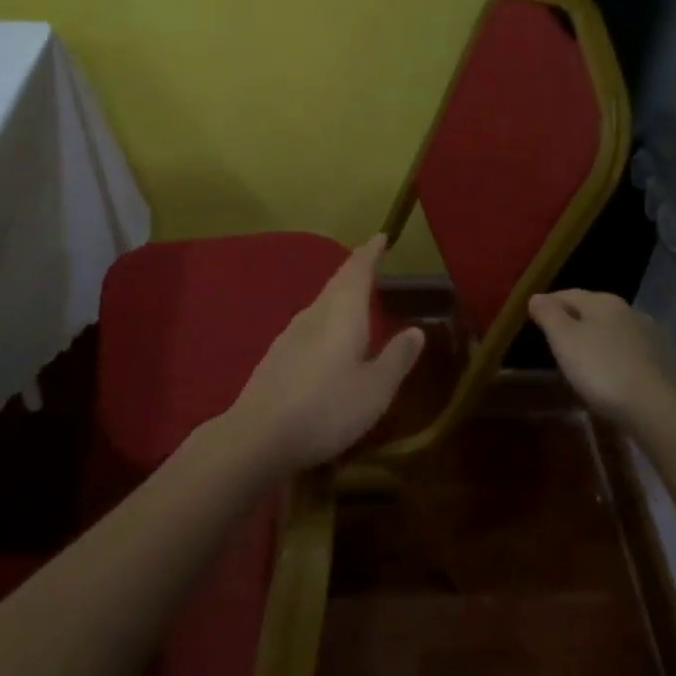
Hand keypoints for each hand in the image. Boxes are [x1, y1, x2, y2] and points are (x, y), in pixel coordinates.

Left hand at [222, 234, 425, 475]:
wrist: (257, 438)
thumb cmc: (326, 409)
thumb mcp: (375, 389)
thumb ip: (397, 358)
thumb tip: (417, 330)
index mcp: (341, 314)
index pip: (356, 271)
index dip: (370, 253)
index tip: (381, 237)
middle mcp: (314, 315)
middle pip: (336, 284)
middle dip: (356, 272)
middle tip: (373, 264)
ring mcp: (290, 335)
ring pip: (321, 305)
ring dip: (340, 297)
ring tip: (357, 301)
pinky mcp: (277, 357)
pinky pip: (310, 326)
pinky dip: (327, 321)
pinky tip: (330, 340)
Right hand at [528, 289, 675, 434]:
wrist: (652, 407)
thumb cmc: (599, 367)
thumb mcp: (563, 339)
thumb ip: (548, 314)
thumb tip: (536, 297)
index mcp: (603, 301)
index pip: (567, 294)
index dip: (547, 304)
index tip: (532, 317)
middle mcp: (628, 310)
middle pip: (591, 310)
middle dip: (571, 321)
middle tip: (552, 339)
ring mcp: (647, 335)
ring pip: (610, 330)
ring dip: (593, 338)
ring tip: (577, 358)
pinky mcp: (659, 360)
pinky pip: (625, 350)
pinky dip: (610, 355)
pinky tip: (605, 372)